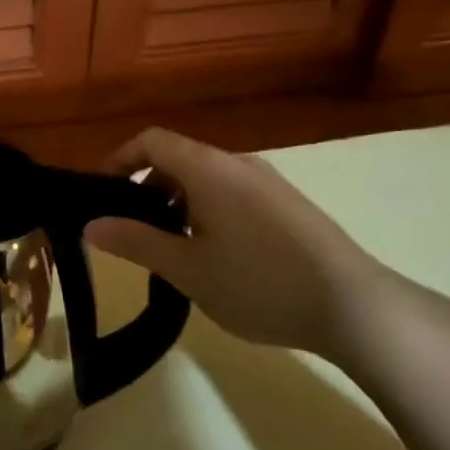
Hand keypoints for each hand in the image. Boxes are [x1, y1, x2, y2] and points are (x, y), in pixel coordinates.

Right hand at [83, 128, 387, 354]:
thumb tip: (90, 225)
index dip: (120, 159)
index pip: (151, 140)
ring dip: (179, 202)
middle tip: (134, 230)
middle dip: (148, 188)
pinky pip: (234, 193)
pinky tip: (218, 257)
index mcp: (208, 168)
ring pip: (207, 179)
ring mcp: (269, 183)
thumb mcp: (186, 269)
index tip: (102, 193)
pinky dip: (209, 210)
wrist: (359, 309)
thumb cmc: (260, 282)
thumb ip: (135, 242)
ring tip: (174, 249)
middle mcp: (238, 164)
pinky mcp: (291, 206)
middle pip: (179, 159)